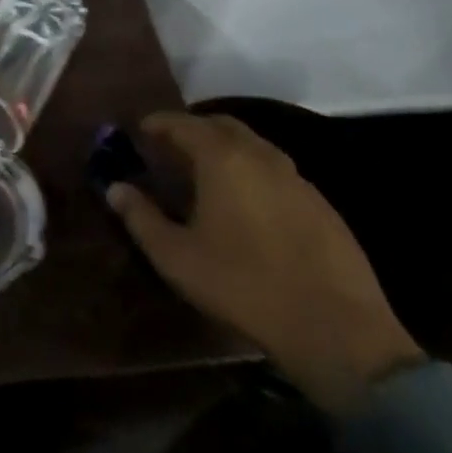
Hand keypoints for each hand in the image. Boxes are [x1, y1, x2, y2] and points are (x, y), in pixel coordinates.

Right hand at [107, 112, 424, 412]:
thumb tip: (115, 188)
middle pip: (222, 125)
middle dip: (193, 129)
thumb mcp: (177, 257)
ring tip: (203, 174)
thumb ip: (141, 217)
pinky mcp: (321, 204)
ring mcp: (297, 178)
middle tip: (169, 148)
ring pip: (253, 146)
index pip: (184, 123)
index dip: (159, 123)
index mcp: (224, 159)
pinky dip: (251, 172)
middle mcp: (262, 156)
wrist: (336, 329)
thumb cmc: (243, 285)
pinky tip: (244, 204)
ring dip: (224, 149)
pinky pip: (276, 171)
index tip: (140, 130)